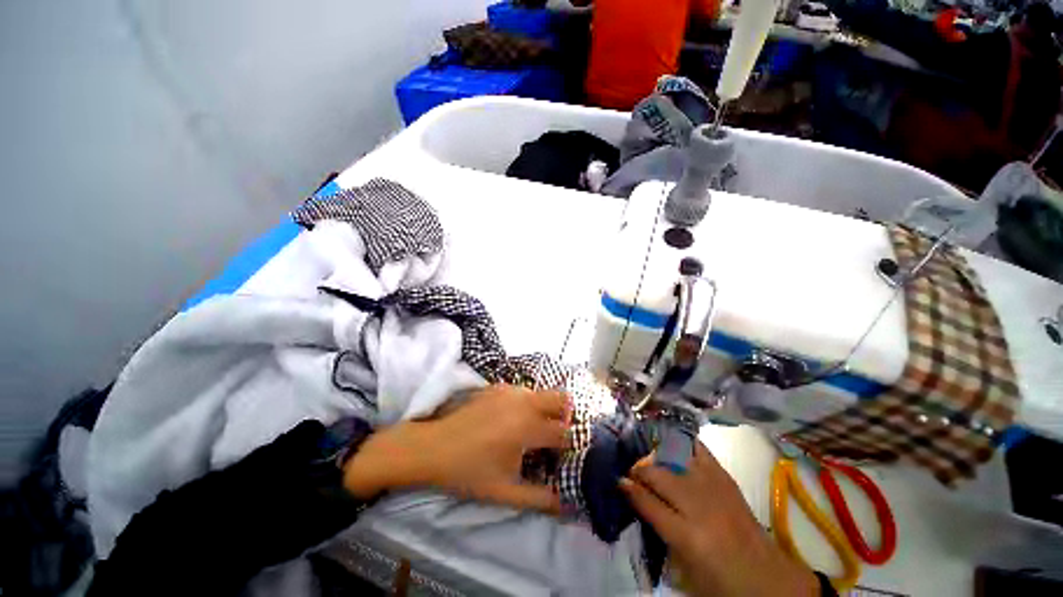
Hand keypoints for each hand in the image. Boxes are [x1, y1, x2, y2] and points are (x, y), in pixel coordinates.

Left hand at [342, 385, 569, 512]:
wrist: (432, 447)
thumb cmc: (469, 471)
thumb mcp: (505, 492)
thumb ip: (540, 499)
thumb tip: (568, 505)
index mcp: (528, 426)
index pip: (564, 432)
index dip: (568, 445)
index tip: (562, 455)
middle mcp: (524, 402)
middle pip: (561, 399)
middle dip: (565, 416)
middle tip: (554, 436)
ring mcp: (510, 390)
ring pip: (542, 393)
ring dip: (546, 409)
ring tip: (533, 429)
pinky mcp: (498, 386)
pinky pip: (524, 391)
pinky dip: (528, 403)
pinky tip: (513, 419)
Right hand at [620, 443, 818, 596]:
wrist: (766, 576)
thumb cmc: (720, 580)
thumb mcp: (683, 569)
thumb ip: (658, 531)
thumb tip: (636, 499)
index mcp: (688, 537)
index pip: (648, 503)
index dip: (629, 488)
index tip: (618, 480)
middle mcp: (699, 505)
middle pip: (658, 475)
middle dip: (640, 470)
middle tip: (633, 472)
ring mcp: (714, 487)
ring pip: (675, 458)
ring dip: (658, 457)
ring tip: (651, 459)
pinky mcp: (726, 477)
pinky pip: (699, 450)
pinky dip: (683, 444)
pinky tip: (673, 444)